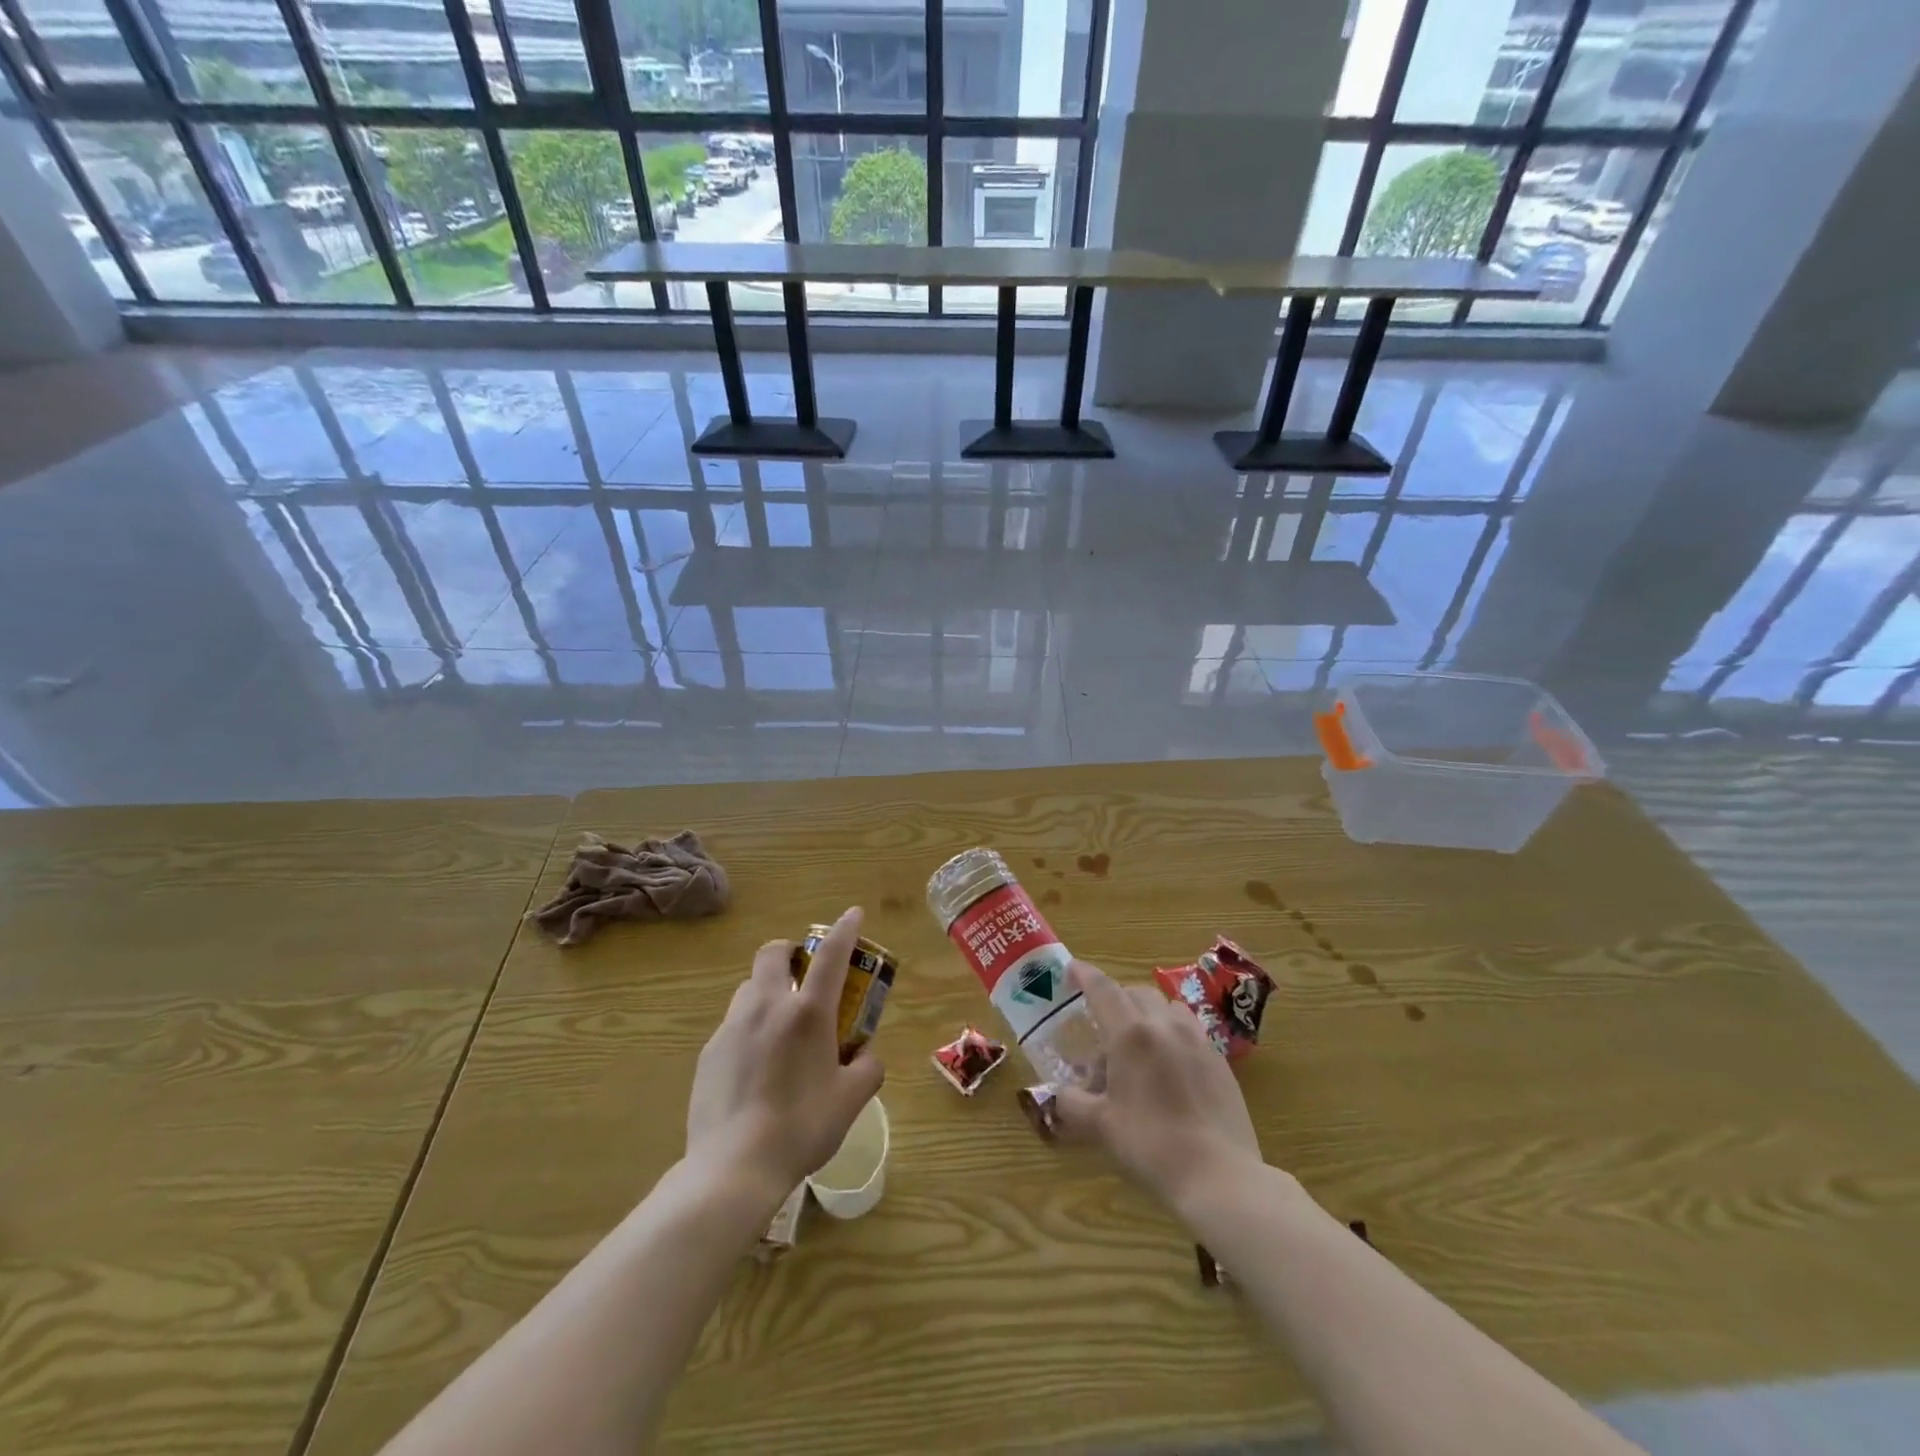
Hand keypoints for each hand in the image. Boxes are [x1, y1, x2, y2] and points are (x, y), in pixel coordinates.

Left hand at [685, 907, 885, 1197]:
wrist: (732, 1168)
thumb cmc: (801, 1128)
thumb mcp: (851, 1100)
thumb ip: (867, 1069)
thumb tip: (865, 1056)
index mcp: (807, 1013)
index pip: (831, 955)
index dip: (845, 929)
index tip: (852, 914)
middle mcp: (767, 1007)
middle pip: (773, 953)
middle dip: (790, 951)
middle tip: (803, 973)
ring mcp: (732, 1026)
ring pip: (749, 986)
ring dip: (768, 989)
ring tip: (780, 1024)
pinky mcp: (709, 1051)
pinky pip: (734, 1023)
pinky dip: (750, 1027)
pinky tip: (756, 1065)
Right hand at [1054, 959, 1263, 1208]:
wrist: (1220, 1176)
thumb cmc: (1151, 1146)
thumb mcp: (1101, 1127)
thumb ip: (1072, 1103)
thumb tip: (1057, 1095)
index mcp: (1131, 1034)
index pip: (1102, 988)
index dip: (1084, 974)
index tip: (1071, 970)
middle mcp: (1165, 1025)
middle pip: (1135, 993)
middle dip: (1115, 999)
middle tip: (1101, 1024)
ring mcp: (1198, 1040)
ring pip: (1168, 1007)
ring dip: (1148, 1013)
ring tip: (1139, 1043)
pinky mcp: (1220, 1060)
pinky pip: (1191, 1030)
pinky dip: (1173, 1034)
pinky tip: (1170, 1068)